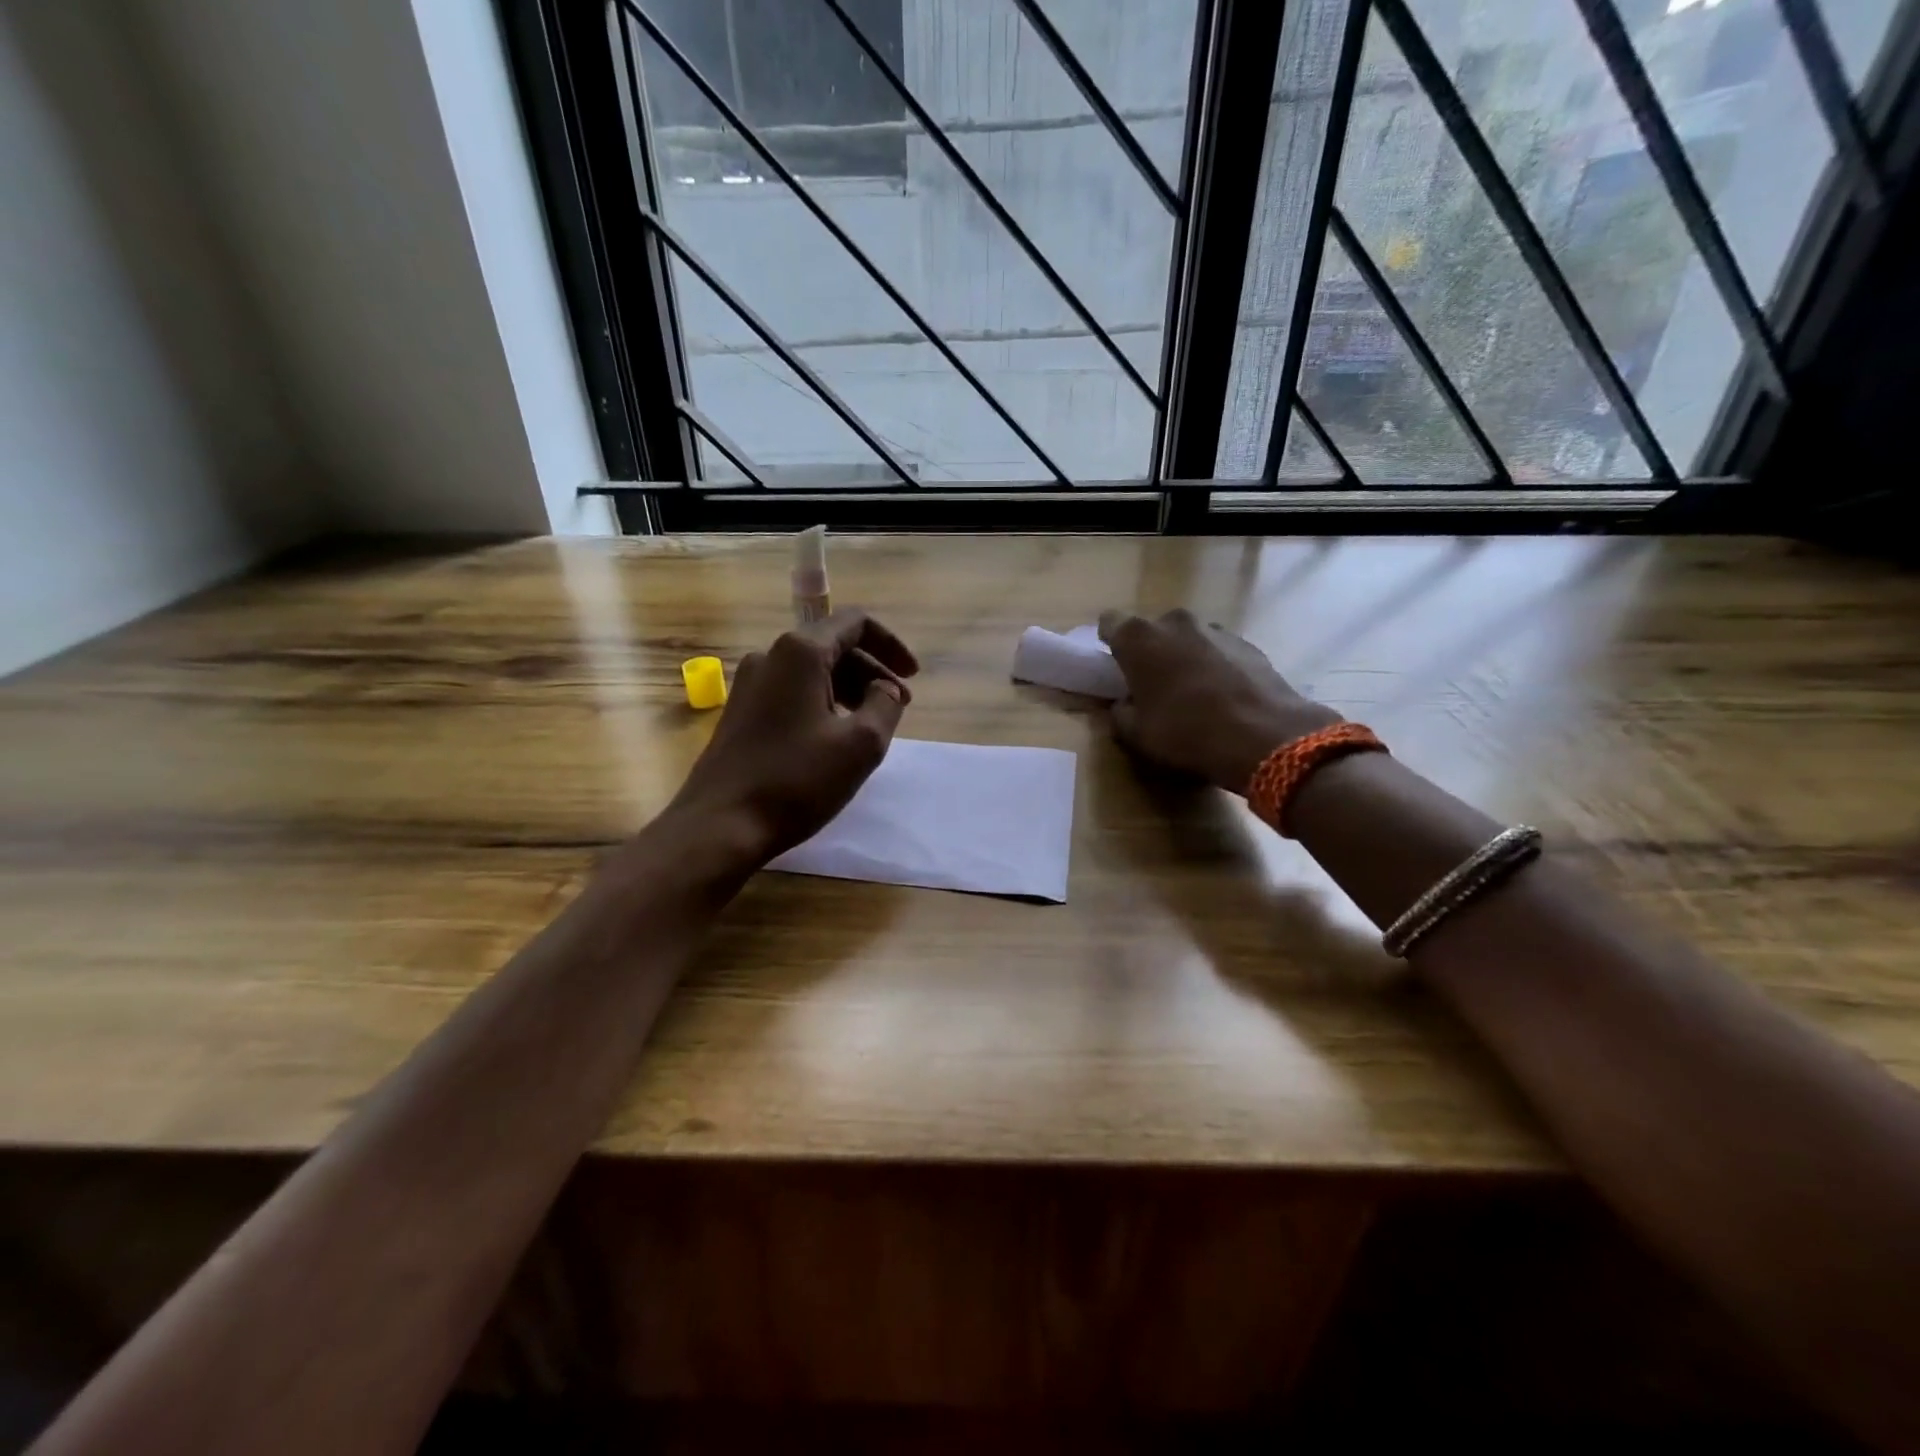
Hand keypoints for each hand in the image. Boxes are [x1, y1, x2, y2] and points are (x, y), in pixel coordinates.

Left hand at [668, 610, 918, 860]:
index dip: (891, 645)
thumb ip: (885, 705)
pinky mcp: (740, 713)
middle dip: (873, 672)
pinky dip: (822, 705)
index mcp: (800, 652)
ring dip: (849, 690)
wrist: (721, 825)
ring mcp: (749, 685)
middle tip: (900, 707)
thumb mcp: (861, 744)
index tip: (913, 676)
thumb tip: (885, 688)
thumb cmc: (796, 781)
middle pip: (833, 647)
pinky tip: (835, 740)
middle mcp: (770, 657)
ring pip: (812, 673)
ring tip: (871, 726)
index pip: (855, 623)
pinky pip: (792, 694)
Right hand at [1097, 608, 1339, 792]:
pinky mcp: (1248, 643)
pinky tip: (1223, 699)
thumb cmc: (1185, 733)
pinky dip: (1215, 667)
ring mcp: (1215, 630)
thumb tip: (1125, 703)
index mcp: (1139, 638)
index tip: (1115, 666)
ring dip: (1185, 658)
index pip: (1110, 623)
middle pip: (1153, 630)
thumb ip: (1120, 713)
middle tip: (1153, 686)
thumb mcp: (1135, 734)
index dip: (1110, 642)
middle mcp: (1175, 622)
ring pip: (1188, 638)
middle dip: (1151, 652)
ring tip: (1193, 695)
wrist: (1264, 737)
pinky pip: (1218, 651)